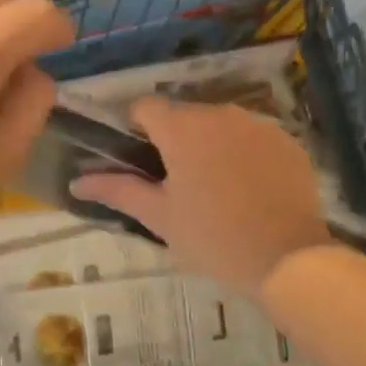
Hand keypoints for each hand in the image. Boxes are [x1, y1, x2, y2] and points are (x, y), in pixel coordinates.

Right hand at [69, 98, 332, 294]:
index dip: (134, 127)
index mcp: (182, 128)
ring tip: (213, 187)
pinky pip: (252, 136)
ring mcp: (258, 124)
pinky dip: (242, 153)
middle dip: (173, 140)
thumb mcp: (159, 217)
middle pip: (183, 114)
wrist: (288, 258)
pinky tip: (247, 188)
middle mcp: (220, 113)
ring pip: (219, 124)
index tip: (136, 158)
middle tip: (174, 183)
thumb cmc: (213, 238)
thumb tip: (77, 180)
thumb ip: (117, 190)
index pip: (144, 106)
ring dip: (209, 144)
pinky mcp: (287, 140)